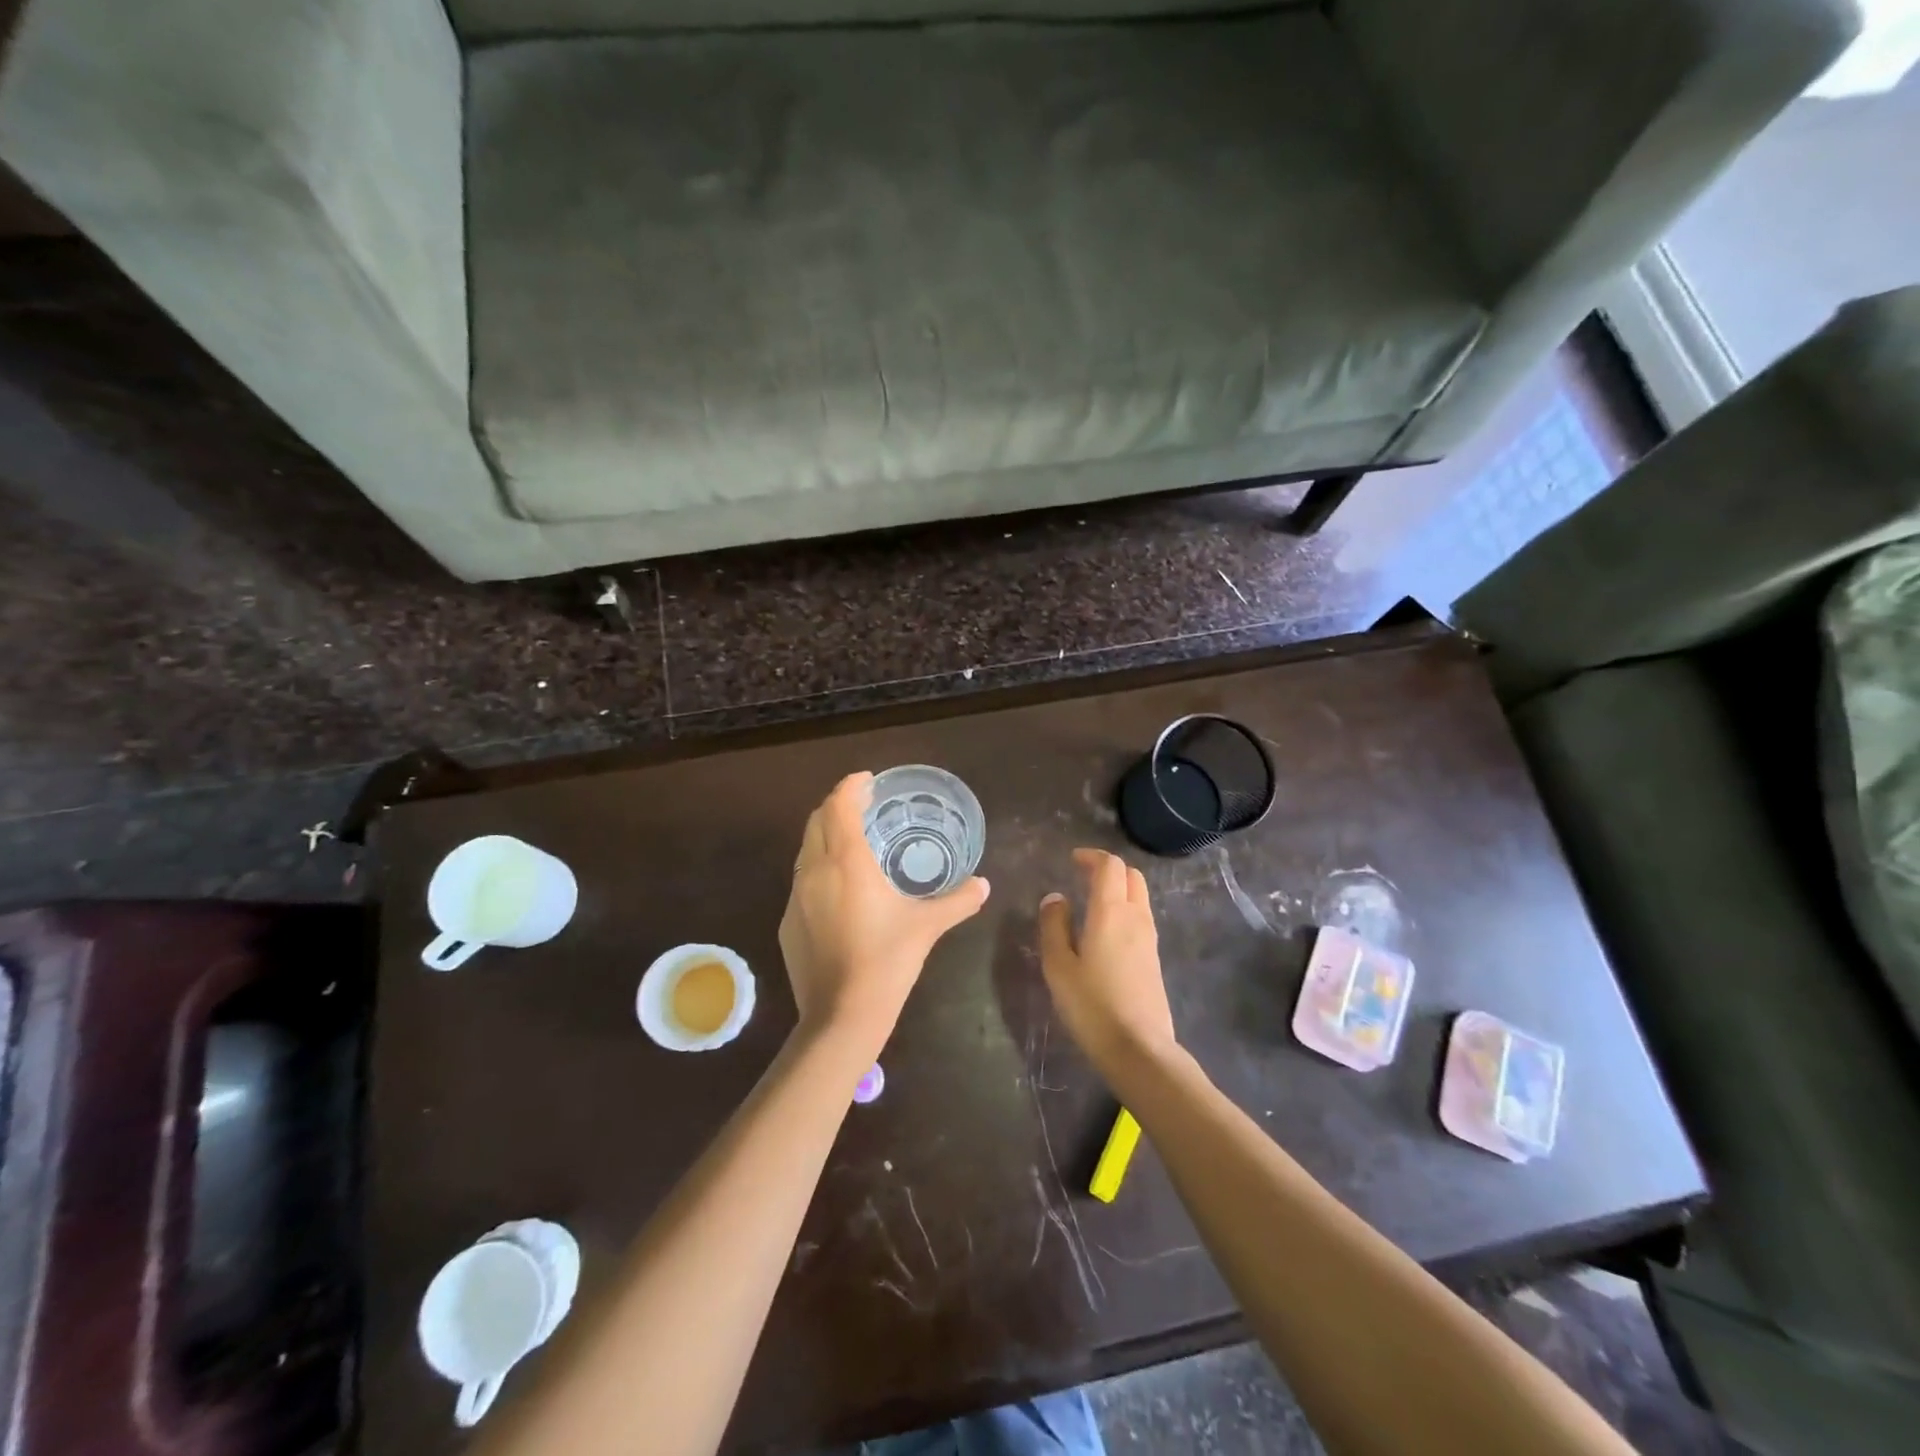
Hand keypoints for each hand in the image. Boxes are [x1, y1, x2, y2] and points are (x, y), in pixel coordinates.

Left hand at [779, 772, 990, 1049]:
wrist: (841, 1016)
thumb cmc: (888, 962)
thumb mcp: (927, 926)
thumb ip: (958, 901)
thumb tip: (984, 885)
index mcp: (847, 861)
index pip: (840, 805)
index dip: (851, 785)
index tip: (867, 779)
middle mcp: (815, 870)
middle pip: (817, 820)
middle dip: (837, 806)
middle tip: (862, 805)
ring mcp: (795, 897)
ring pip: (806, 850)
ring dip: (825, 836)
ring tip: (851, 841)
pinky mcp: (787, 922)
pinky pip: (801, 881)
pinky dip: (818, 869)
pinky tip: (838, 889)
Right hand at [1038, 848, 1175, 1075]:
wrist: (1139, 1048)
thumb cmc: (1091, 1005)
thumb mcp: (1058, 966)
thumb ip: (1054, 926)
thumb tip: (1056, 898)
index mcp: (1109, 911)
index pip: (1109, 866)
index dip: (1091, 856)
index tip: (1073, 860)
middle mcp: (1134, 916)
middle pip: (1131, 875)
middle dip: (1108, 868)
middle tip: (1083, 875)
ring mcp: (1149, 937)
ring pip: (1140, 896)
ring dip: (1120, 888)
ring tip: (1093, 901)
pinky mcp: (1154, 958)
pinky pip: (1142, 917)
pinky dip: (1126, 908)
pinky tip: (1107, 930)